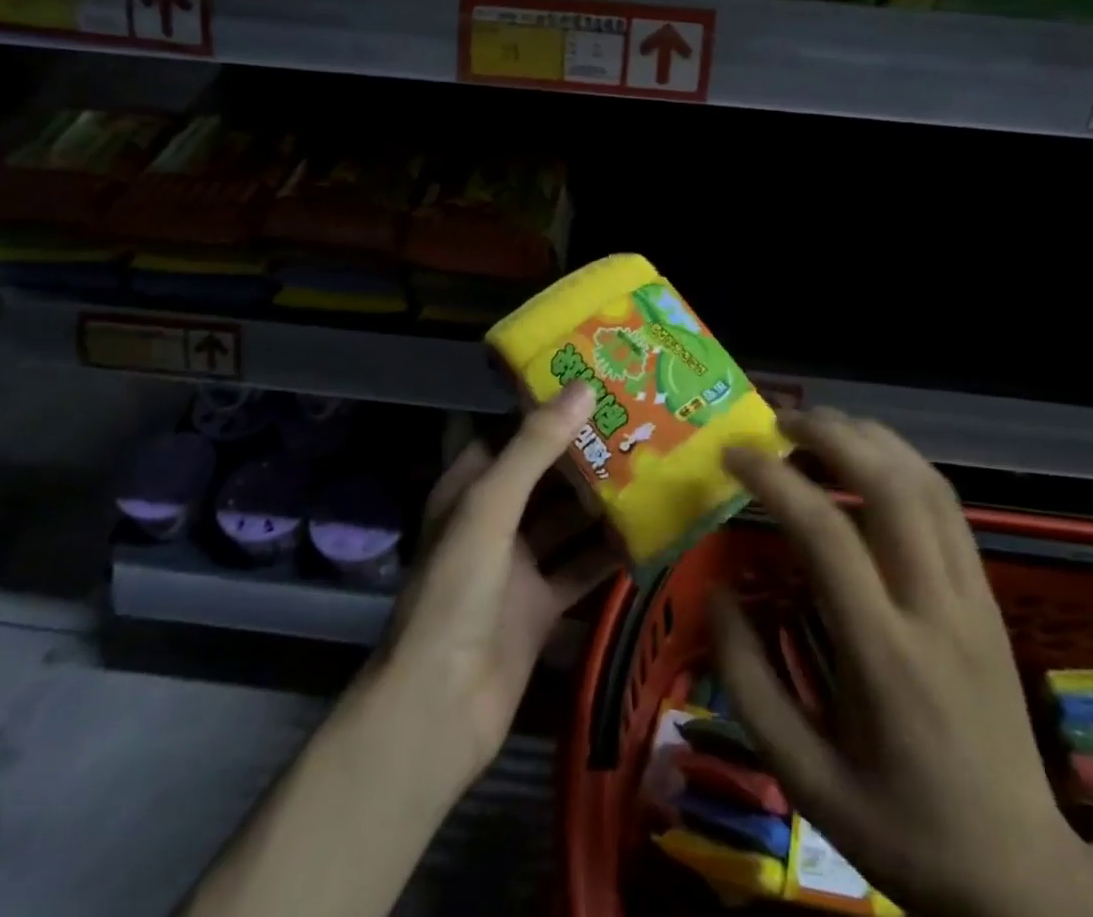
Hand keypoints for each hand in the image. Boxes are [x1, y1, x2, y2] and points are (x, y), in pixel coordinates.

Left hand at [377, 382, 614, 793]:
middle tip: (639, 424)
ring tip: (653, 468)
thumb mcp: (491, 505)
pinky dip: (608, 552)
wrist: (439, 707)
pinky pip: (580, 568)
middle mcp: (492, 520)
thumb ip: (535, 446)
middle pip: (544, 476)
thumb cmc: (457, 589)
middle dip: (585, 454)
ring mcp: (517, 565)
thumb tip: (583, 387)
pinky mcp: (540, 606)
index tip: (596, 384)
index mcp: (469, 488)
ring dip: (602, 500)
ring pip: (566, 521)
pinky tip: (649, 532)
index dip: (547, 409)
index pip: (510, 432)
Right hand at [712, 409, 1092, 916]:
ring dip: (869, 438)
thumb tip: (716, 591)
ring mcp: (972, 596)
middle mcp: (935, 608)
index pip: (828, 532)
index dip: (774, 479)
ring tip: (817, 425)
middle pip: (890, 485)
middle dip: (830, 434)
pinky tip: (869, 459)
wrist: (1020, 877)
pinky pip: (947, 506)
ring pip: (926, 483)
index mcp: (885, 656)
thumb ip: (748, 682)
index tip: (733, 456)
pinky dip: (902, 463)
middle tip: (778, 420)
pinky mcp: (988, 595)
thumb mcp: (803, 780)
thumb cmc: (900, 829)